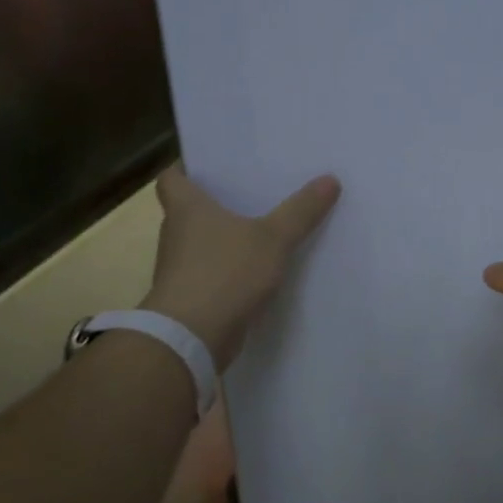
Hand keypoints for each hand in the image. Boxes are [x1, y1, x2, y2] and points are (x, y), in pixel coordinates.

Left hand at [142, 163, 340, 368]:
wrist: (191, 338)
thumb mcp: (273, 238)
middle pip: (190, 209)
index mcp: (186, 208)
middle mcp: (176, 233)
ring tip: (263, 227)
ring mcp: (180, 268)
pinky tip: (259, 270)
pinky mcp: (191, 297)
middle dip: (218, 202)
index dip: (188, 167)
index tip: (212, 164)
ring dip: (225, 237)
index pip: (172, 177)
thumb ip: (301, 211)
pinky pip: (212, 272)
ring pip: (202, 243)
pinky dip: (230, 269)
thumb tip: (330, 179)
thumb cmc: (225, 273)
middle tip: (253, 190)